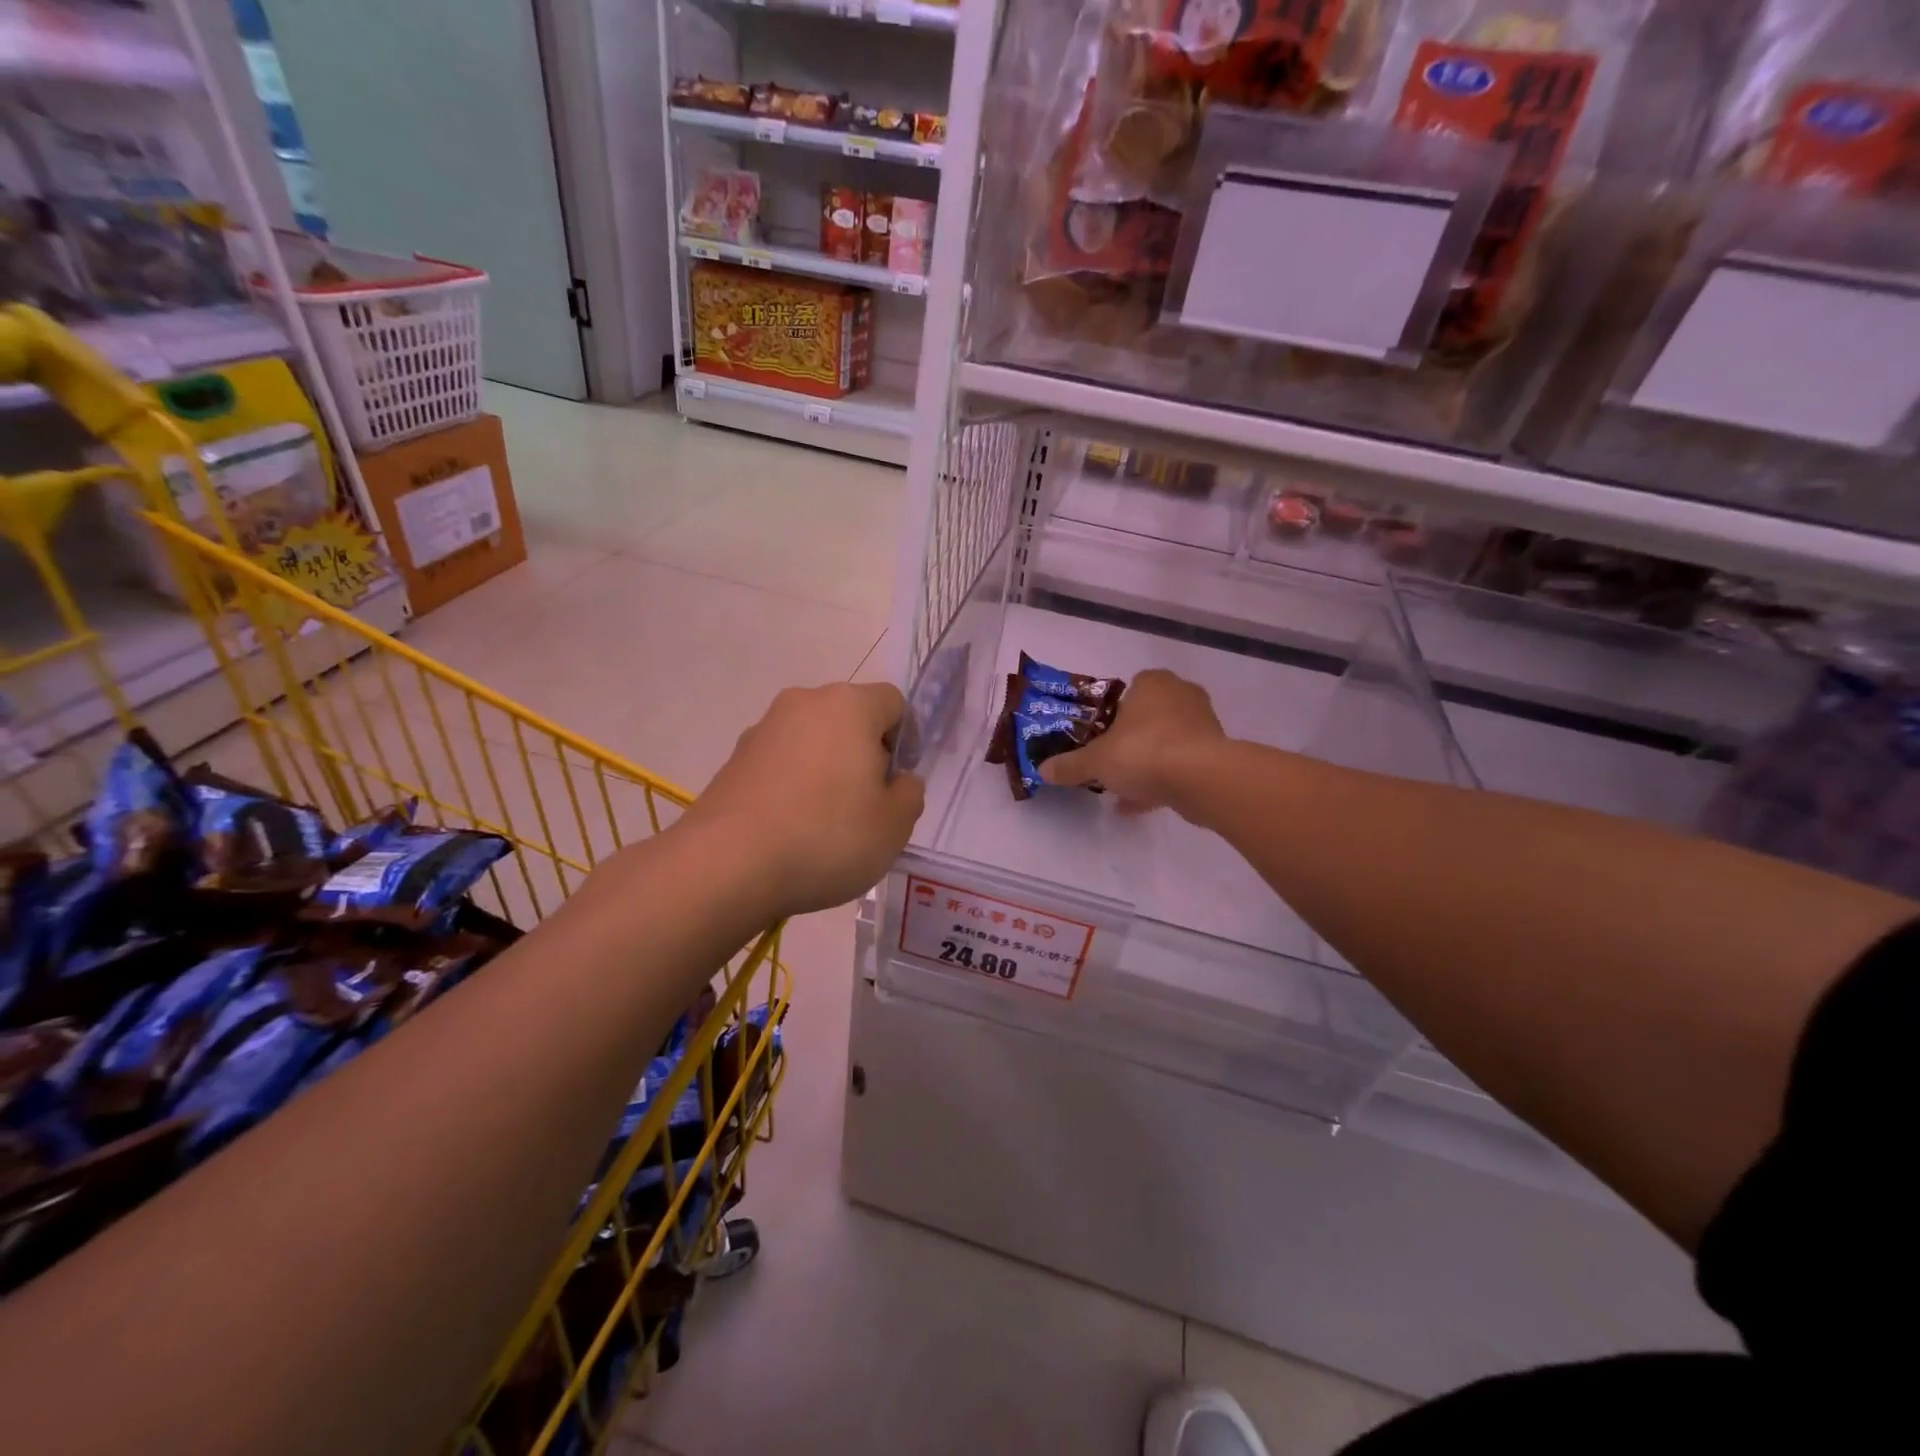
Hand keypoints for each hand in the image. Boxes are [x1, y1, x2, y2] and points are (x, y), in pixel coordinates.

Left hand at [685, 681, 925, 916]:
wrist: (727, 864)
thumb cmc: (827, 836)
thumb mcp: (894, 825)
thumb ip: (909, 794)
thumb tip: (898, 780)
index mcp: (849, 706)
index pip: (893, 702)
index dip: (907, 738)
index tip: (900, 780)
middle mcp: (803, 704)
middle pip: (849, 719)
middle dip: (865, 754)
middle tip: (869, 805)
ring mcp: (762, 730)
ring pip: (812, 742)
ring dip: (827, 770)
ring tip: (827, 824)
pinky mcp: (733, 761)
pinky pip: (780, 765)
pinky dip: (793, 786)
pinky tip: (792, 830)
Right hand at [1040, 669, 1224, 814]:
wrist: (1202, 779)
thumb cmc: (1144, 752)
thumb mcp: (1096, 760)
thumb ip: (1070, 765)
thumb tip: (1042, 770)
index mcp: (1152, 683)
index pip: (1129, 689)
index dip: (1112, 713)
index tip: (1100, 736)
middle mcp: (1181, 695)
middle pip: (1149, 716)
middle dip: (1131, 739)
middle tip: (1111, 760)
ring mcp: (1203, 724)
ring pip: (1166, 742)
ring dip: (1147, 762)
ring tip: (1122, 788)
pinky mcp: (1216, 754)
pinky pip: (1181, 765)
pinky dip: (1162, 781)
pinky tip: (1137, 805)